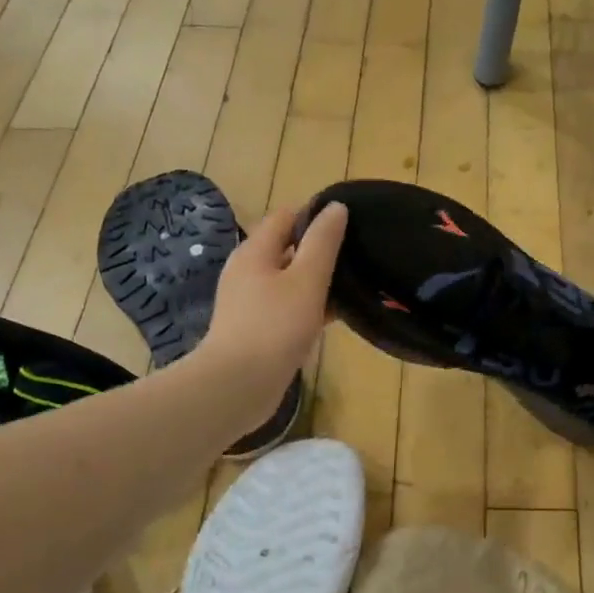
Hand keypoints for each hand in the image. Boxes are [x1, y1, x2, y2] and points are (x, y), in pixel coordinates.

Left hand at [197, 201, 346, 421]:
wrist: (238, 385)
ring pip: (289, 280)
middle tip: (356, 255)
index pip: (286, 217)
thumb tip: (336, 207)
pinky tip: (333, 317)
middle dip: (319, 249)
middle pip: (286, 248)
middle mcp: (247, 271)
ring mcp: (249, 302)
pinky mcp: (256, 329)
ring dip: (316, 280)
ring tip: (351, 285)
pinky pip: (286, 307)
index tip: (349, 224)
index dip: (316, 215)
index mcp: (255, 252)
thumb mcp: (307, 280)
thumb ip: (323, 243)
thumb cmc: (274, 327)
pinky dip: (308, 306)